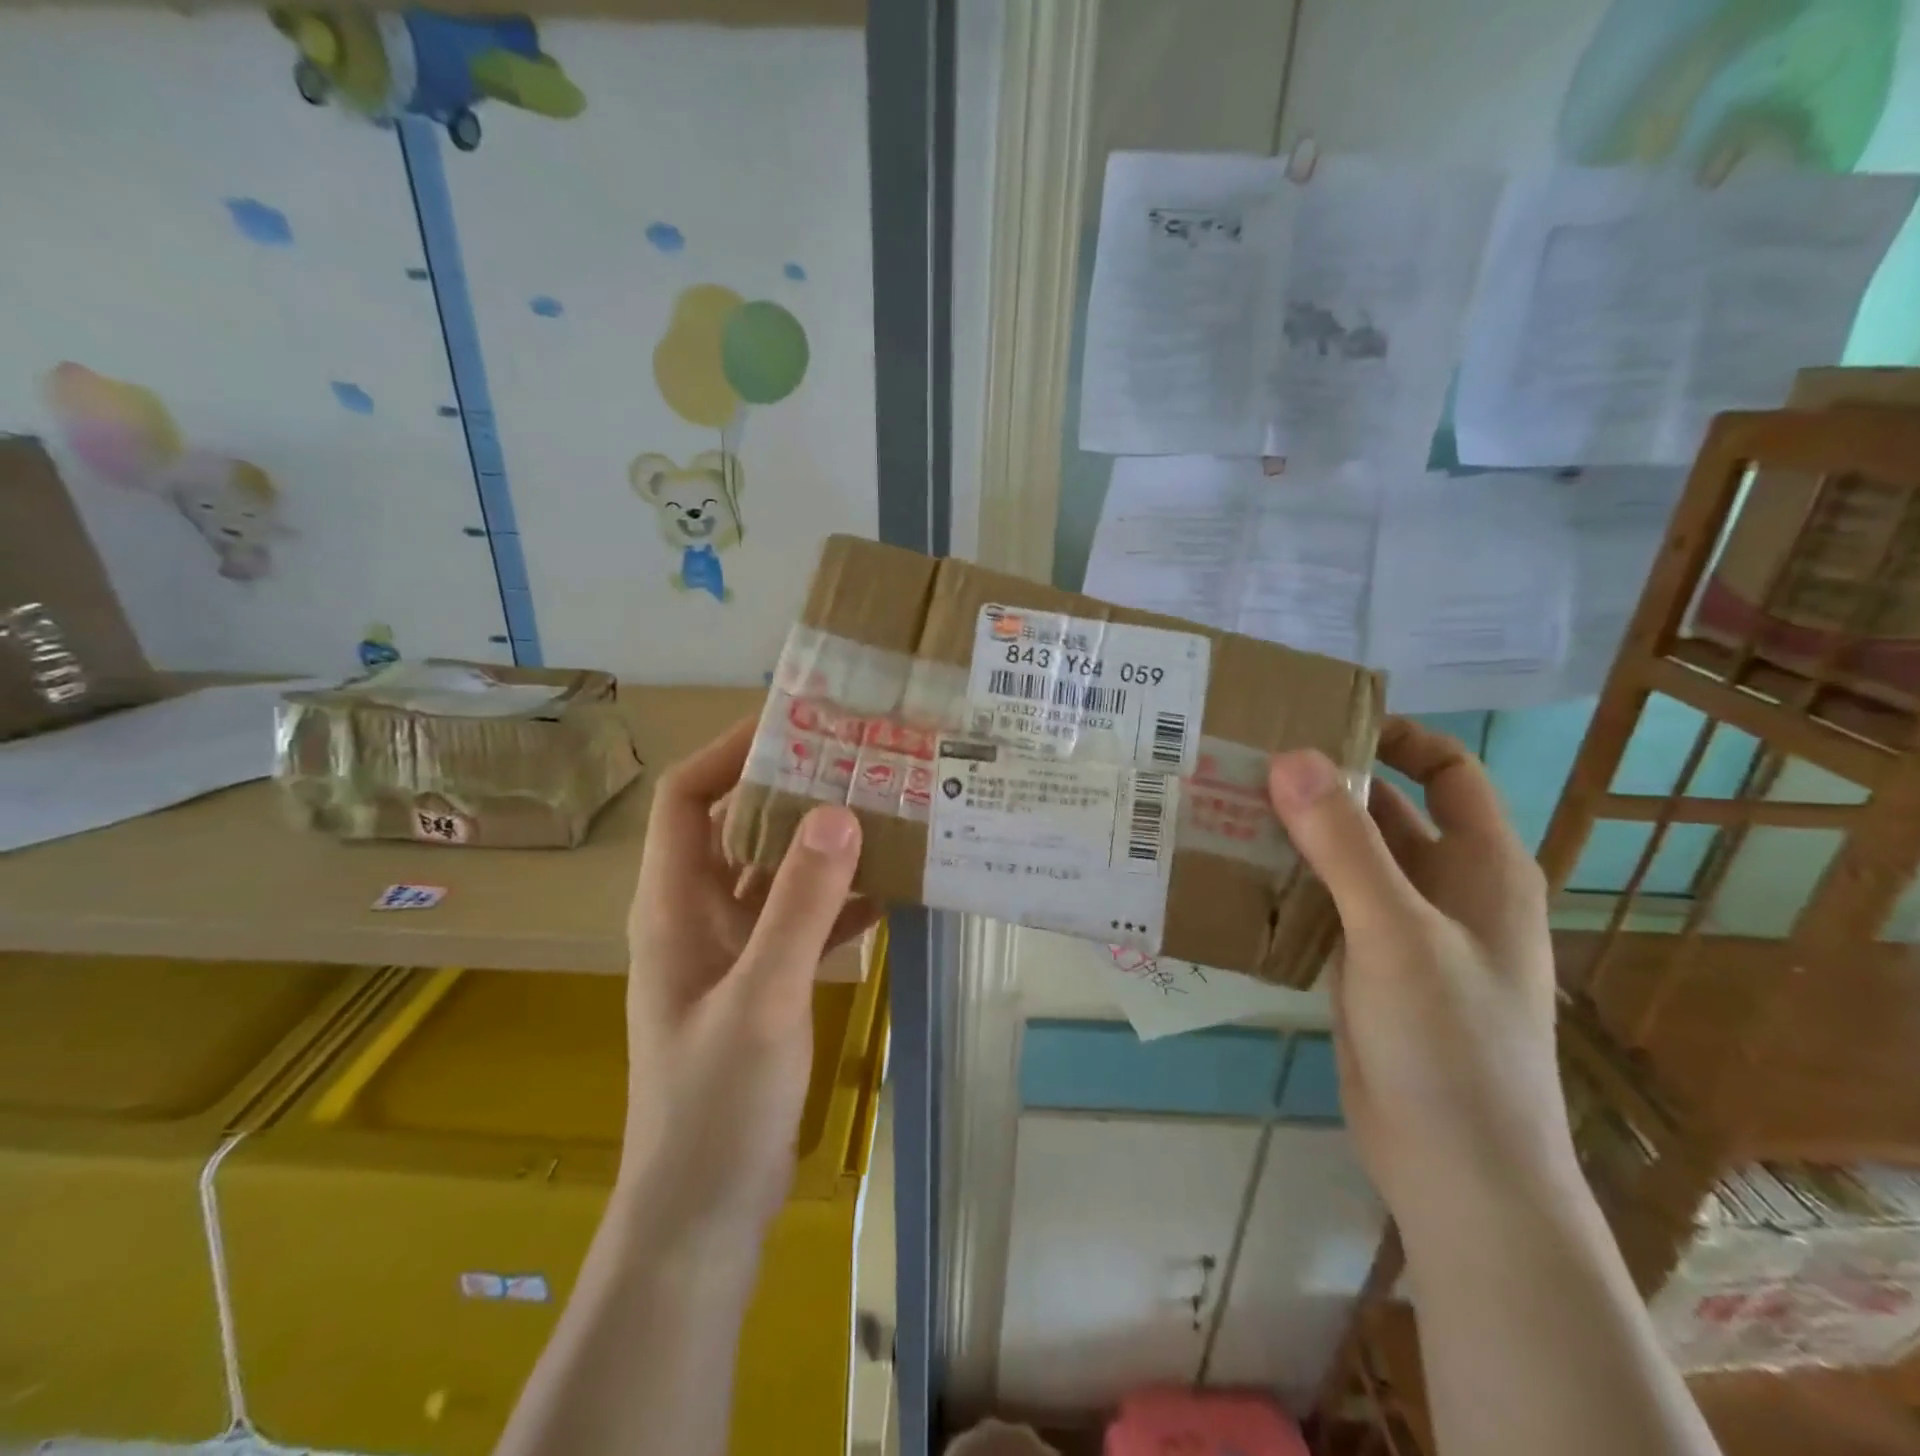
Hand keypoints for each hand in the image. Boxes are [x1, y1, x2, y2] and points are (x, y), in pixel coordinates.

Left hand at [621, 718, 878, 1251]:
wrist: (701, 1219)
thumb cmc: (716, 1108)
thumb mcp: (764, 998)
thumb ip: (799, 905)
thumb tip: (838, 811)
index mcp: (673, 905)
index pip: (688, 796)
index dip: (731, 751)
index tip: (796, 723)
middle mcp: (697, 915)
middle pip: (737, 826)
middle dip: (791, 789)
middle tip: (859, 758)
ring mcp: (729, 952)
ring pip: (775, 873)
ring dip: (821, 844)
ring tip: (884, 808)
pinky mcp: (761, 984)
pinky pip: (800, 920)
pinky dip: (837, 901)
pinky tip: (889, 891)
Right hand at [1266, 718, 1575, 1222]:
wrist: (1456, 1172)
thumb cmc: (1450, 1044)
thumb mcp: (1396, 933)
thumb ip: (1344, 844)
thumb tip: (1290, 756)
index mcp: (1481, 865)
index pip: (1447, 770)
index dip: (1395, 738)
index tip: (1319, 724)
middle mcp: (1444, 888)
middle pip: (1382, 812)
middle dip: (1320, 785)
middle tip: (1241, 762)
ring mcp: (1401, 930)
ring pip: (1345, 860)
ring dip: (1294, 835)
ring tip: (1222, 807)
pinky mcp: (1364, 967)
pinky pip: (1322, 905)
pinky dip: (1285, 884)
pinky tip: (1232, 875)